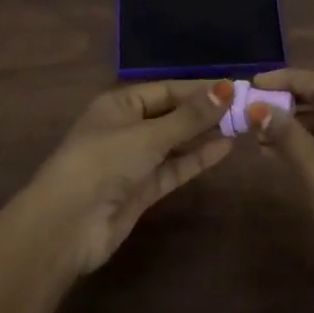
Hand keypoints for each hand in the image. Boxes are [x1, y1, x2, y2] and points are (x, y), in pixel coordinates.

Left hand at [30, 80, 235, 274]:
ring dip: (205, 134)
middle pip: (172, 114)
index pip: (166, 89)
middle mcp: (127, 127)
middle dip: (205, 111)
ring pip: (176, 142)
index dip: (199, 89)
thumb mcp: (148, 135)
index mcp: (120, 103)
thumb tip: (227, 88)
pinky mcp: (143, 189)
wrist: (68, 225)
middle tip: (245, 107)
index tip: (235, 87)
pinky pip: (175, 167)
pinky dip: (197, 158)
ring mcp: (135, 160)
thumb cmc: (104, 162)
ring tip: (242, 125)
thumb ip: (190, 116)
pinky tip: (224, 148)